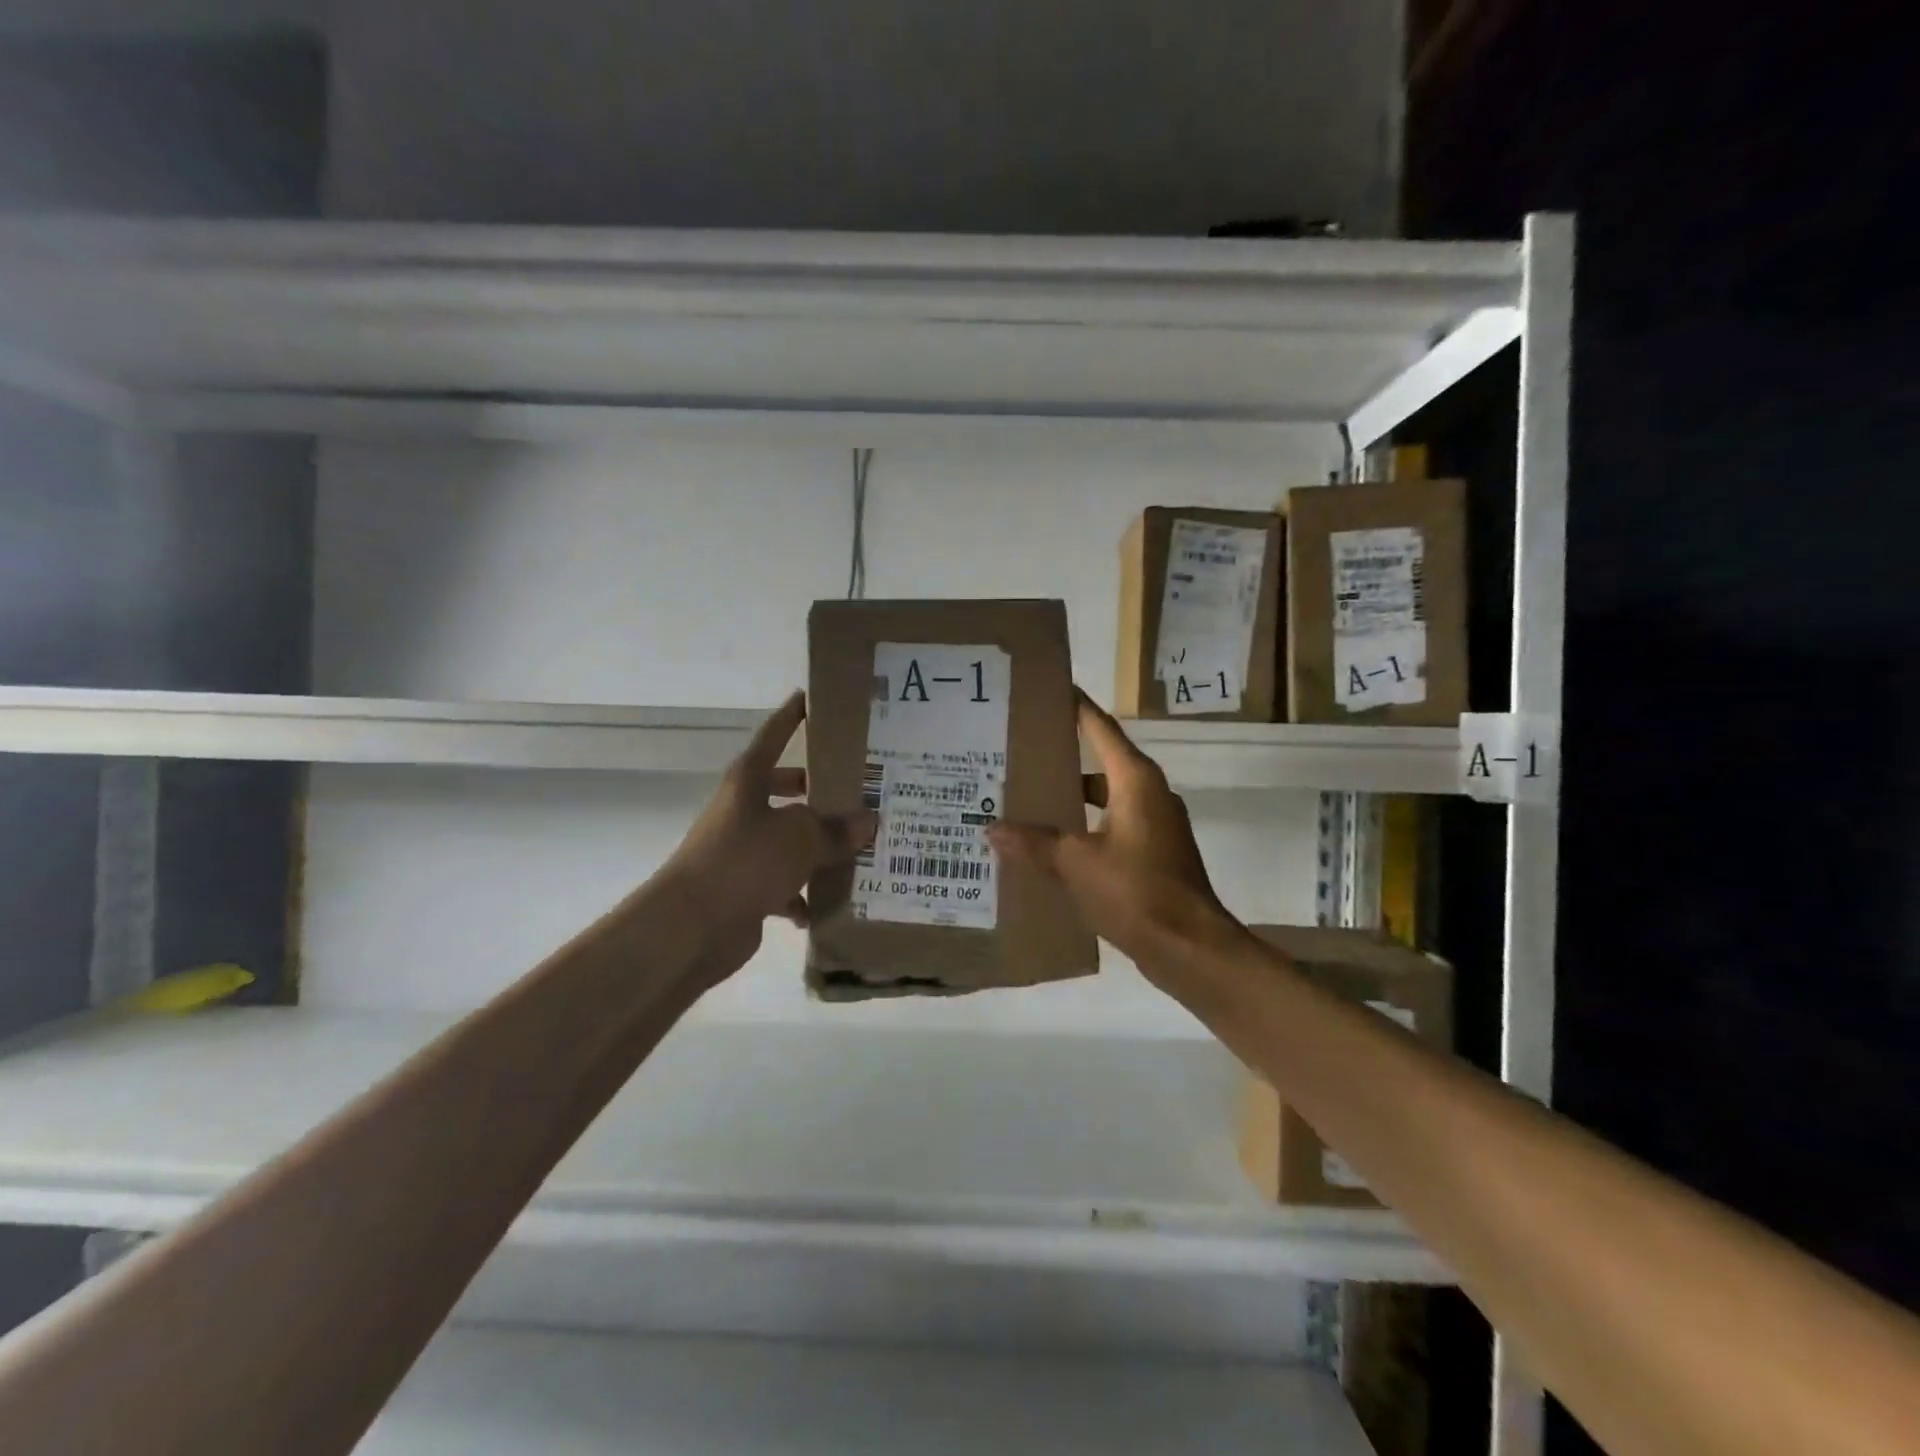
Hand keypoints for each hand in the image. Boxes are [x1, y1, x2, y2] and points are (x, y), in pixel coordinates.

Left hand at [663, 692, 874, 980]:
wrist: (690, 928)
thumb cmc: (743, 862)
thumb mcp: (799, 838)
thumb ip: (835, 829)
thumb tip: (866, 822)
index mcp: (749, 782)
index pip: (774, 736)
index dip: (793, 716)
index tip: (812, 698)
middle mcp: (744, 810)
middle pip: (787, 790)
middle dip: (819, 792)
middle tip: (859, 792)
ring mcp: (743, 851)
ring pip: (790, 840)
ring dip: (819, 848)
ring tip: (860, 850)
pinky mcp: (745, 889)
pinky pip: (784, 885)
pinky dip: (803, 895)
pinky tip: (827, 906)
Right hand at [987, 691, 1233, 970]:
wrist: (1190, 948)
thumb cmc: (1137, 891)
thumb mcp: (1076, 864)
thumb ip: (1033, 843)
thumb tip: (991, 829)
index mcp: (1135, 781)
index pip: (1100, 728)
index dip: (1076, 706)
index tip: (1050, 688)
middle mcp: (1148, 793)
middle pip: (1101, 761)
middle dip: (1063, 755)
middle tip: (1020, 749)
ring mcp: (1154, 824)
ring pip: (1104, 797)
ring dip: (1071, 797)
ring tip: (1027, 798)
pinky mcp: (1154, 853)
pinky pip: (1111, 825)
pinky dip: (1084, 827)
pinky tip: (1052, 844)